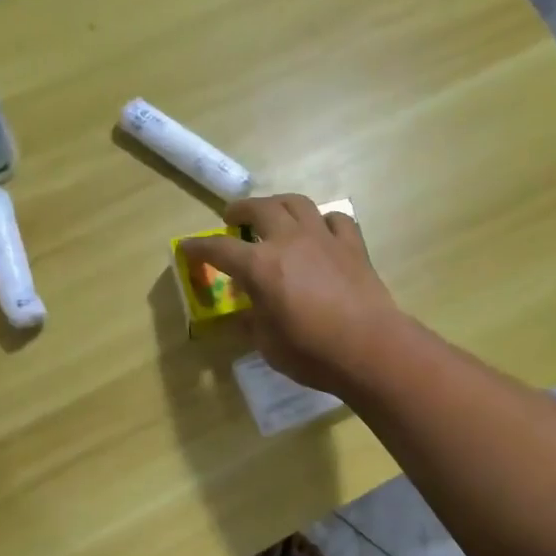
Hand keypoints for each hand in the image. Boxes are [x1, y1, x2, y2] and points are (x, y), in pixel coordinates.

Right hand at [180, 194, 404, 394]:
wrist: (369, 348)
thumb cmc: (312, 353)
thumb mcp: (268, 345)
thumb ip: (253, 323)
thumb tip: (246, 314)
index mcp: (260, 266)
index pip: (219, 249)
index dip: (199, 247)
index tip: (186, 247)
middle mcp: (289, 241)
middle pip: (259, 209)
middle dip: (240, 210)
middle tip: (232, 218)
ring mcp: (324, 238)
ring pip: (297, 203)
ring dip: (278, 204)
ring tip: (273, 213)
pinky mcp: (353, 246)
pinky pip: (336, 219)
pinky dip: (323, 221)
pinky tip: (321, 231)